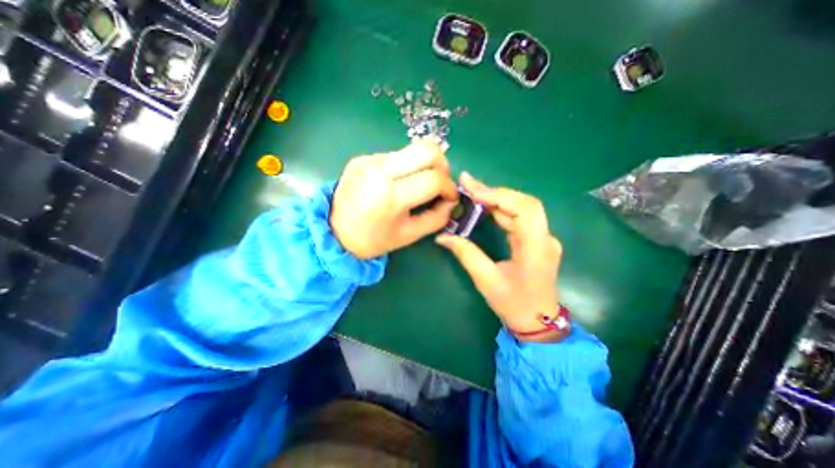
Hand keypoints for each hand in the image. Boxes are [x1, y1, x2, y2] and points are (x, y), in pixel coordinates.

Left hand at [331, 139, 454, 258]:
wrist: (333, 231)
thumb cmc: (373, 239)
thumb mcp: (409, 235)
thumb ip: (437, 218)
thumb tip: (451, 202)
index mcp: (391, 196)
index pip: (434, 179)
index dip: (449, 188)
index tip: (449, 198)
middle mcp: (380, 170)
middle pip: (428, 149)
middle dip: (443, 166)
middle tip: (440, 184)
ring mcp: (370, 159)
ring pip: (413, 149)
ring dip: (425, 165)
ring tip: (420, 184)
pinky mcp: (364, 157)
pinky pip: (397, 155)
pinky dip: (407, 167)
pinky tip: (399, 183)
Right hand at [434, 172, 563, 338]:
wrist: (538, 323)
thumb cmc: (514, 305)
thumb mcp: (486, 280)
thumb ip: (466, 254)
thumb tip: (443, 237)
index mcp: (536, 248)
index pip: (523, 209)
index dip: (498, 195)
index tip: (472, 189)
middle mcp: (545, 238)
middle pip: (524, 203)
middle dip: (494, 192)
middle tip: (468, 184)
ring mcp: (543, 238)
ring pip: (521, 208)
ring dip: (496, 198)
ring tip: (472, 191)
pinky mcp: (537, 240)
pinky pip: (519, 218)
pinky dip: (501, 209)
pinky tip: (484, 206)